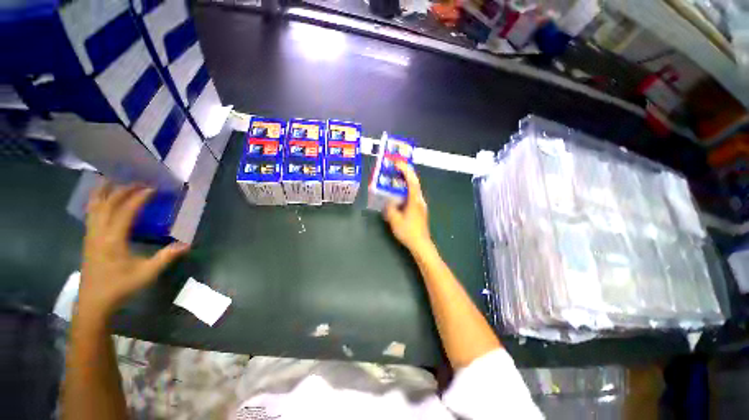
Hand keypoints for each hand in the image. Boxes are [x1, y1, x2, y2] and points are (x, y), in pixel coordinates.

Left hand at [79, 182, 188, 317]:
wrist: (94, 302)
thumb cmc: (120, 287)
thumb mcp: (146, 273)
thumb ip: (165, 257)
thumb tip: (186, 244)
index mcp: (113, 239)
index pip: (125, 210)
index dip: (139, 197)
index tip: (152, 188)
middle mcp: (99, 232)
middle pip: (108, 203)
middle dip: (123, 189)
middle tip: (139, 182)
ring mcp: (90, 234)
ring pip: (94, 206)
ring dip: (104, 191)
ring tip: (113, 180)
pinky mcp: (88, 238)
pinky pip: (90, 213)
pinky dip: (96, 201)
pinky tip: (101, 198)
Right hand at [384, 162, 432, 253]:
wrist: (421, 244)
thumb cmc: (408, 232)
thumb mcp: (395, 220)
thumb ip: (390, 208)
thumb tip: (388, 201)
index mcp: (415, 200)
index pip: (411, 180)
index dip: (404, 170)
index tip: (396, 163)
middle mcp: (420, 199)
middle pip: (415, 181)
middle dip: (406, 172)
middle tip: (396, 166)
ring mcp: (421, 204)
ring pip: (414, 188)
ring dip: (406, 180)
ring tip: (396, 177)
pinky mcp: (420, 209)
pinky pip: (413, 194)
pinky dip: (406, 189)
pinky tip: (399, 193)